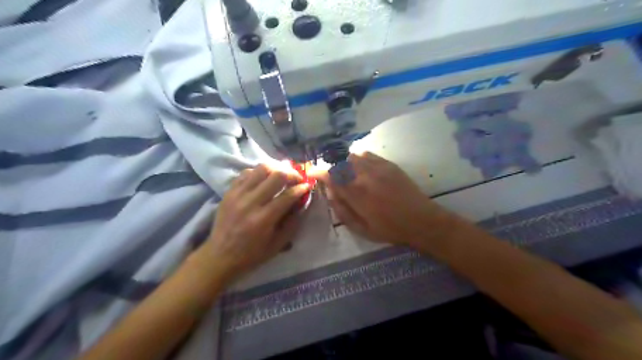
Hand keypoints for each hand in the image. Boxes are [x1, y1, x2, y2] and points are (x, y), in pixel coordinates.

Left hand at [201, 163, 312, 283]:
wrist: (220, 256)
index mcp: (263, 219)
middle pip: (276, 175)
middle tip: (297, 178)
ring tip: (283, 175)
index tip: (308, 186)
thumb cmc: (252, 254)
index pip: (288, 195)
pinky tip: (264, 179)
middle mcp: (250, 202)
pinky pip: (247, 172)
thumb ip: (292, 222)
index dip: (301, 188)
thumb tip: (302, 202)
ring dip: (277, 169)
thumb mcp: (278, 244)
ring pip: (261, 168)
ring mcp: (238, 194)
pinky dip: (259, 172)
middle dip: (292, 174)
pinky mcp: (229, 191)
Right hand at [312, 152, 456, 247]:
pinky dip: (358, 158)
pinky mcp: (388, 164)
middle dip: (330, 166)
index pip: (330, 175)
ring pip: (353, 155)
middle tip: (329, 175)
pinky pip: (367, 154)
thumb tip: (330, 193)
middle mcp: (365, 174)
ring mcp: (378, 167)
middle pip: (340, 161)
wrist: (421, 220)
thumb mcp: (361, 228)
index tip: (312, 172)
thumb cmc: (390, 229)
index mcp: (356, 192)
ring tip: (345, 172)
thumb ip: (341, 210)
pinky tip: (360, 168)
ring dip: (344, 162)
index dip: (318, 171)